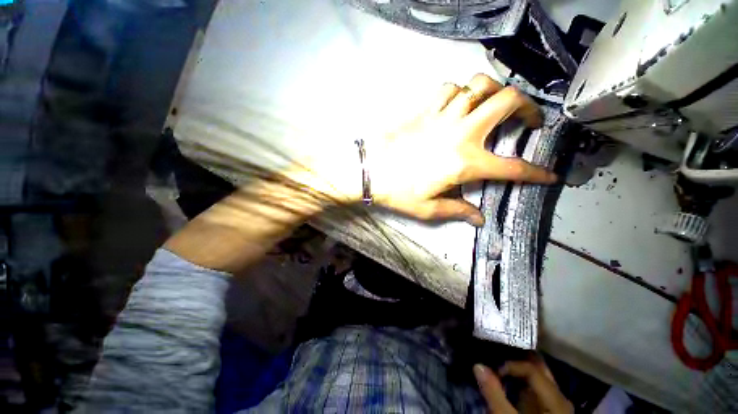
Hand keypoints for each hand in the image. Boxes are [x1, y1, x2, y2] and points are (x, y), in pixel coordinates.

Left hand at [369, 73, 556, 225]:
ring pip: (478, 85)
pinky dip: (459, 92)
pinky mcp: (424, 110)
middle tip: (527, 119)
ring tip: (491, 106)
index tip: (548, 174)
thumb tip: (478, 218)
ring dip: (492, 92)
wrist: (370, 171)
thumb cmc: (397, 192)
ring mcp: (442, 117)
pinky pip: (449, 88)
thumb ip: (457, 212)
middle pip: (507, 101)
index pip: (511, 168)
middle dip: (527, 106)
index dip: (535, 173)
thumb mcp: (429, 209)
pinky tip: (457, 104)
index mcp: (465, 163)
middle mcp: (460, 133)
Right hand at [473, 359, 572, 413]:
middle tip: (494, 351)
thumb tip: (477, 365)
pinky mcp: (547, 408)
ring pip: (538, 375)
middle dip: (516, 357)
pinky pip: (535, 386)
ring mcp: (555, 403)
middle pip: (539, 367)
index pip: (533, 369)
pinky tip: (507, 377)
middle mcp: (559, 397)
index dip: (510, 364)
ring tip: (498, 362)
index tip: (492, 369)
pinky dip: (520, 378)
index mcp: (556, 400)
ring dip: (518, 367)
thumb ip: (494, 394)